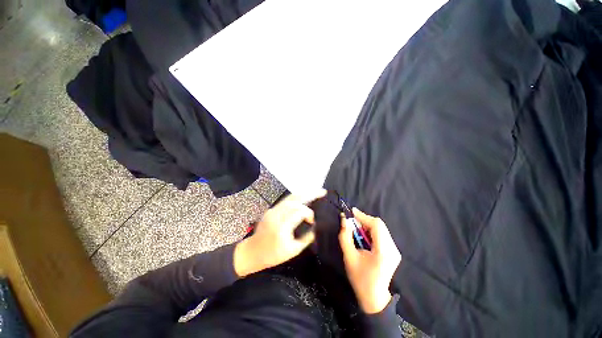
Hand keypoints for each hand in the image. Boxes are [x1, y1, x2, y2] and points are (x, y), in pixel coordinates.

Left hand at [234, 189, 326, 276]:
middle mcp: (277, 214)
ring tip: (315, 191)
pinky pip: (286, 200)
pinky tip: (303, 197)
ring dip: (304, 193)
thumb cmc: (272, 255)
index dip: (309, 213)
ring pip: (290, 197)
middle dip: (310, 194)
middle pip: (295, 199)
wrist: (252, 252)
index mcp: (282, 226)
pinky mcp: (271, 209)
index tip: (312, 221)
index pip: (299, 211)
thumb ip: (306, 238)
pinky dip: (296, 197)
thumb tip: (316, 228)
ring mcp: (273, 210)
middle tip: (322, 191)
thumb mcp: (293, 251)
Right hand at [339, 208, 400, 313]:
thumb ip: (345, 236)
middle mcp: (393, 249)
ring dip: (367, 225)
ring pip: (381, 228)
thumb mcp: (349, 257)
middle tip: (351, 221)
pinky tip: (363, 236)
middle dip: (364, 220)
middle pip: (379, 225)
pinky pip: (382, 234)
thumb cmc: (360, 278)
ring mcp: (395, 250)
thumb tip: (343, 219)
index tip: (351, 212)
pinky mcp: (393, 251)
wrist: (373, 297)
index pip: (376, 225)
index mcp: (383, 251)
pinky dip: (371, 231)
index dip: (363, 216)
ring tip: (355, 228)